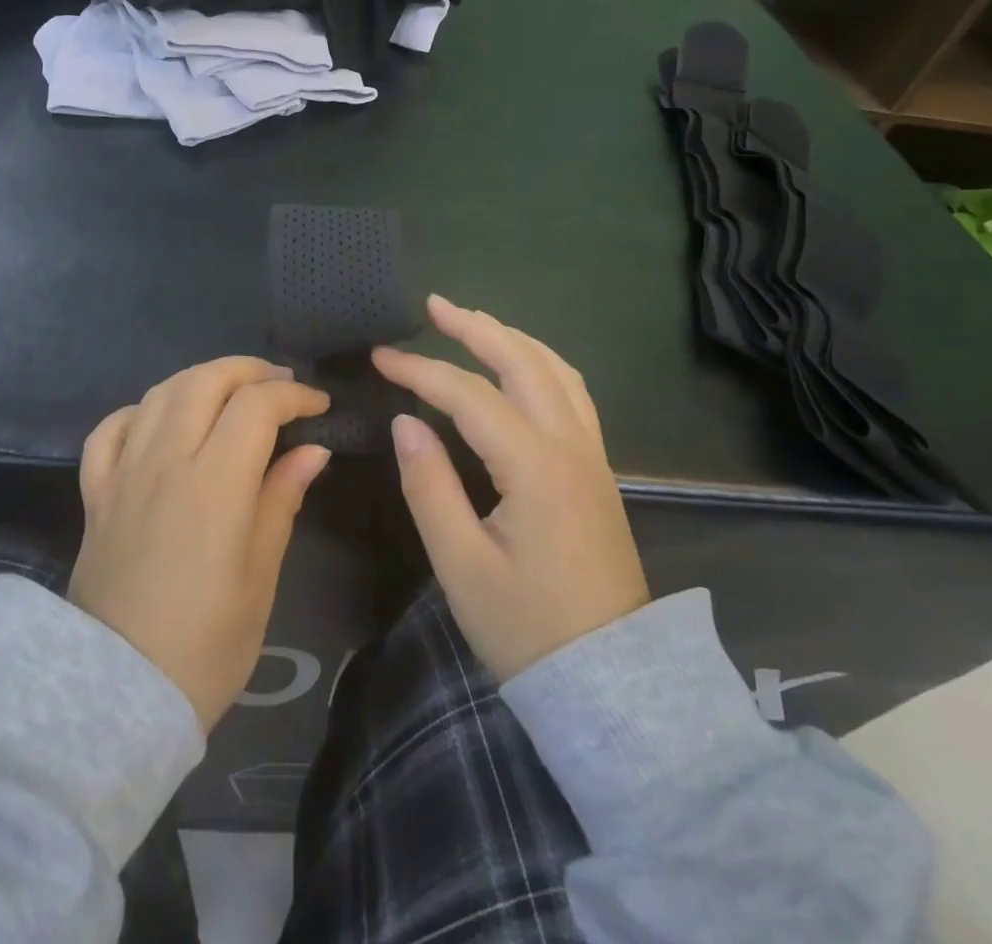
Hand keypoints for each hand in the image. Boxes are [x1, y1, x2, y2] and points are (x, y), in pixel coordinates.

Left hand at [69, 357, 331, 730]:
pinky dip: (141, 410)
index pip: (257, 405)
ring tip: (230, 393)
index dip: (294, 395)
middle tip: (280, 386)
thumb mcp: (260, 576)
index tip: (319, 406)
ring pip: (160, 393)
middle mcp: (166, 460)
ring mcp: (124, 472)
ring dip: (201, 379)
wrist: (118, 694)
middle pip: (205, 380)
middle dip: (249, 370)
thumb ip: (281, 499)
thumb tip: (312, 449)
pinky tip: (161, 421)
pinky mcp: (95, 492)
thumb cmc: (206, 643)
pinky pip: (111, 428)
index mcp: (215, 482)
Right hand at [373, 296, 650, 681]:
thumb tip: (407, 422)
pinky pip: (572, 394)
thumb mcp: (462, 565)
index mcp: (535, 466)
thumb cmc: (527, 628)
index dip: (420, 371)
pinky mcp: (598, 471)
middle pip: (523, 362)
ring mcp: (592, 456)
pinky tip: (522, 368)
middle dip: (476, 327)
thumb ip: (430, 485)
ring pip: (556, 371)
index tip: (380, 357)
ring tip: (473, 324)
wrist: (612, 685)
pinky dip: (541, 363)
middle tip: (433, 306)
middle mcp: (571, 446)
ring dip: (512, 339)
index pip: (469, 396)